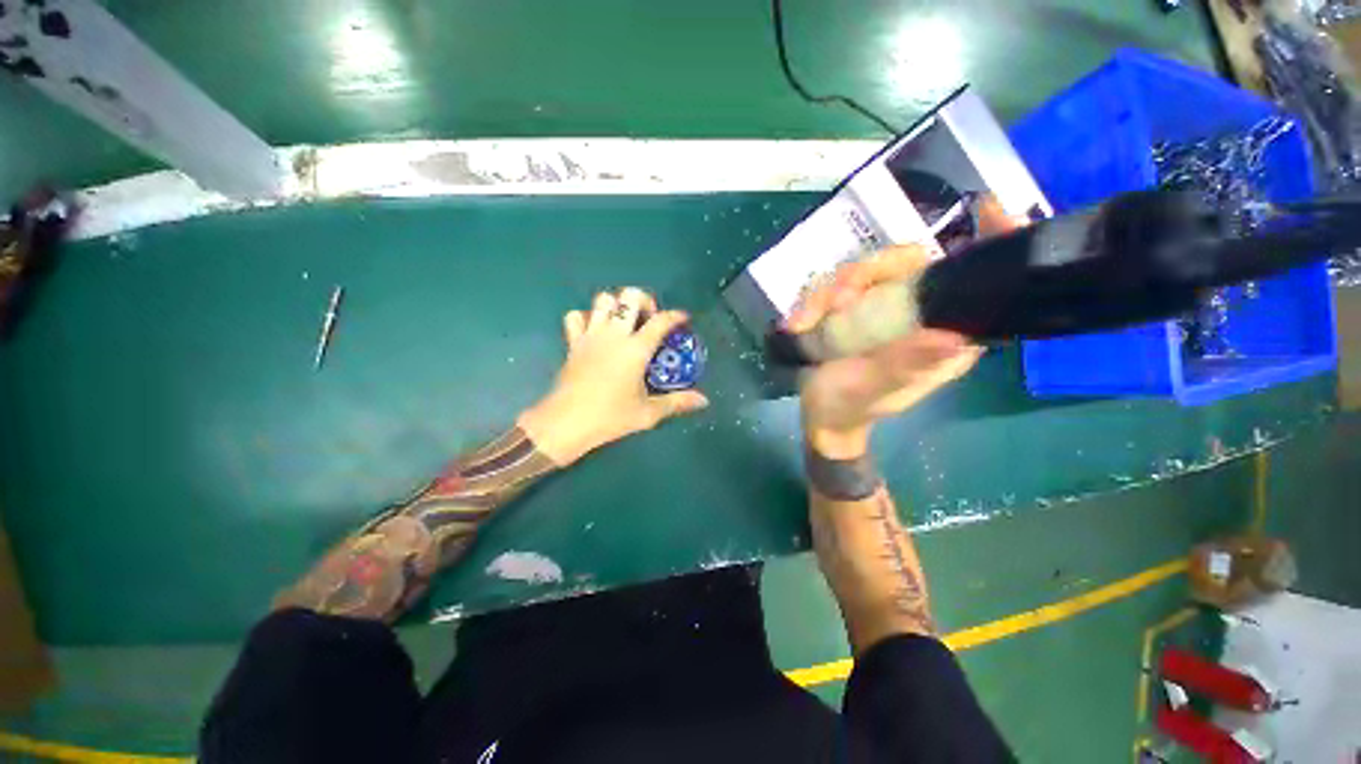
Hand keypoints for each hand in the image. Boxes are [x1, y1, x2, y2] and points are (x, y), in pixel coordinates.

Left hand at [517, 287, 708, 464]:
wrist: (566, 423)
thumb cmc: (610, 417)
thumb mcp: (648, 413)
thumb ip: (677, 402)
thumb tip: (704, 401)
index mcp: (635, 349)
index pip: (661, 321)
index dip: (676, 316)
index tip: (683, 318)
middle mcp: (614, 335)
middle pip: (629, 296)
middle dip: (644, 300)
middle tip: (650, 319)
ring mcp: (591, 335)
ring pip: (602, 300)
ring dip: (617, 306)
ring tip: (625, 323)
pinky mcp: (573, 343)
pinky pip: (576, 317)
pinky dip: (587, 317)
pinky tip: (596, 332)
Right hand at [787, 245, 982, 457]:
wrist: (821, 416)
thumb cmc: (851, 407)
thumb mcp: (874, 388)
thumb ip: (906, 363)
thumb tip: (956, 337)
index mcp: (943, 335)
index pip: (980, 284)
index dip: (993, 242)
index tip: (988, 210)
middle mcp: (918, 315)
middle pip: (908, 262)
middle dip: (868, 273)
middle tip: (835, 301)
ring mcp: (882, 310)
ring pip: (866, 271)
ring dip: (830, 291)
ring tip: (808, 322)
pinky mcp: (854, 311)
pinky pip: (836, 287)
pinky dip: (814, 302)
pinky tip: (800, 324)